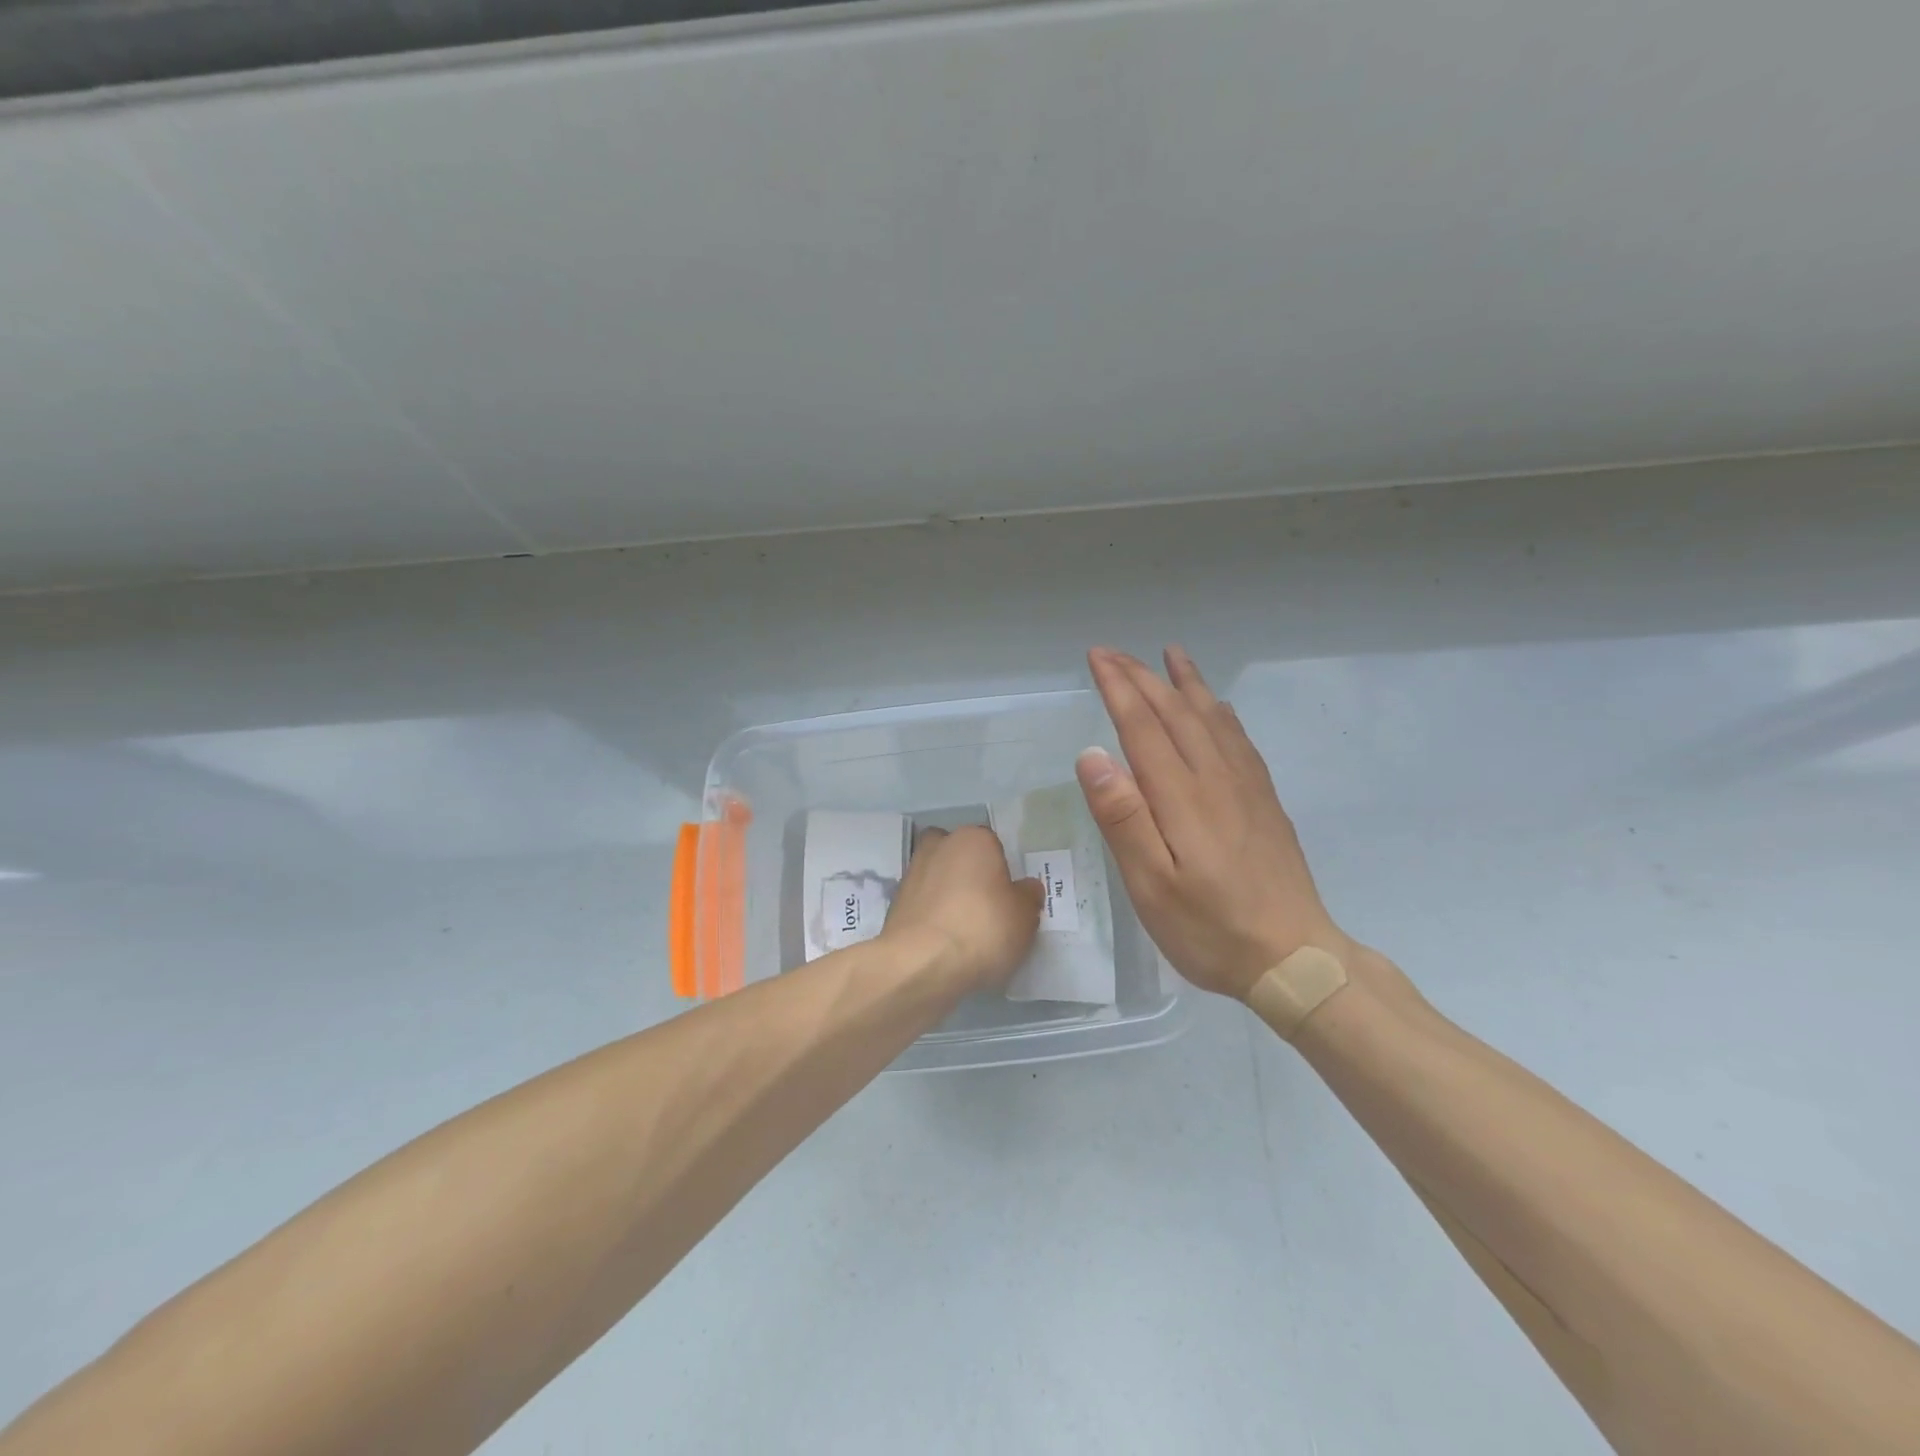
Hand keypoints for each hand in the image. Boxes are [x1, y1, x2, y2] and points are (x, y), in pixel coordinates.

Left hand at [881, 825, 1043, 993]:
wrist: (921, 963)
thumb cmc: (983, 929)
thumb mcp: (1024, 917)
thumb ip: (1028, 897)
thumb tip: (1026, 888)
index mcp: (974, 839)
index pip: (993, 845)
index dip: (1002, 871)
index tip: (1008, 897)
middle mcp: (939, 846)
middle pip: (958, 854)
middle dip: (968, 872)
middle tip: (984, 906)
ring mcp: (912, 873)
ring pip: (937, 876)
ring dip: (947, 894)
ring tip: (963, 928)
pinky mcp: (895, 903)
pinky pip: (922, 903)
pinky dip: (931, 915)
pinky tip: (944, 940)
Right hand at [1077, 646, 1359, 1001]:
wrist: (1294, 958)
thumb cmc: (1209, 928)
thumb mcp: (1151, 885)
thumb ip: (1123, 818)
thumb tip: (1092, 755)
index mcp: (1182, 796)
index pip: (1143, 726)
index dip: (1119, 688)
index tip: (1097, 658)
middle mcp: (1216, 779)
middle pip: (1176, 713)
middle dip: (1143, 677)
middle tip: (1115, 652)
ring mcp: (1246, 788)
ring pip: (1212, 718)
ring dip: (1186, 683)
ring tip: (1171, 655)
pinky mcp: (1265, 802)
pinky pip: (1240, 739)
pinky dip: (1221, 712)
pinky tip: (1218, 708)